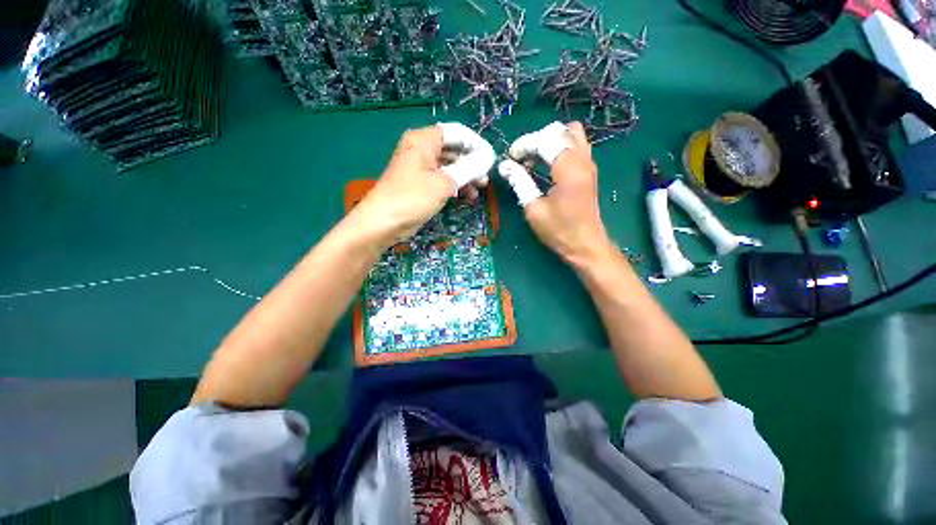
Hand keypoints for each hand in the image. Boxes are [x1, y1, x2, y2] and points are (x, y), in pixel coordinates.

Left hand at [354, 123, 494, 243]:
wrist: (384, 222)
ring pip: (449, 166)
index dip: (476, 145)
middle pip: (453, 149)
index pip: (456, 133)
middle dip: (472, 163)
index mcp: (424, 140)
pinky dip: (455, 186)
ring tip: (479, 189)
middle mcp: (421, 149)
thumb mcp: (444, 182)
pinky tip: (467, 196)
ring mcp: (420, 168)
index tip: (490, 160)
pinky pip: (442, 179)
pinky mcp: (420, 184)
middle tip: (485, 178)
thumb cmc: (413, 197)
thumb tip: (487, 159)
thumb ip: (468, 168)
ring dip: (466, 176)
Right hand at [499, 121, 612, 264]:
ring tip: (534, 160)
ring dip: (549, 141)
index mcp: (568, 168)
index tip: (510, 157)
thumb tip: (505, 166)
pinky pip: (575, 145)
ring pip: (571, 133)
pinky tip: (547, 165)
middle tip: (521, 159)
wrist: (585, 244)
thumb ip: (520, 182)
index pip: (545, 140)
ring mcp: (588, 163)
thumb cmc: (559, 230)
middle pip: (559, 131)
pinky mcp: (589, 170)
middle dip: (536, 139)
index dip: (524, 145)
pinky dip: (559, 148)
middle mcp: (582, 159)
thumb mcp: (534, 209)